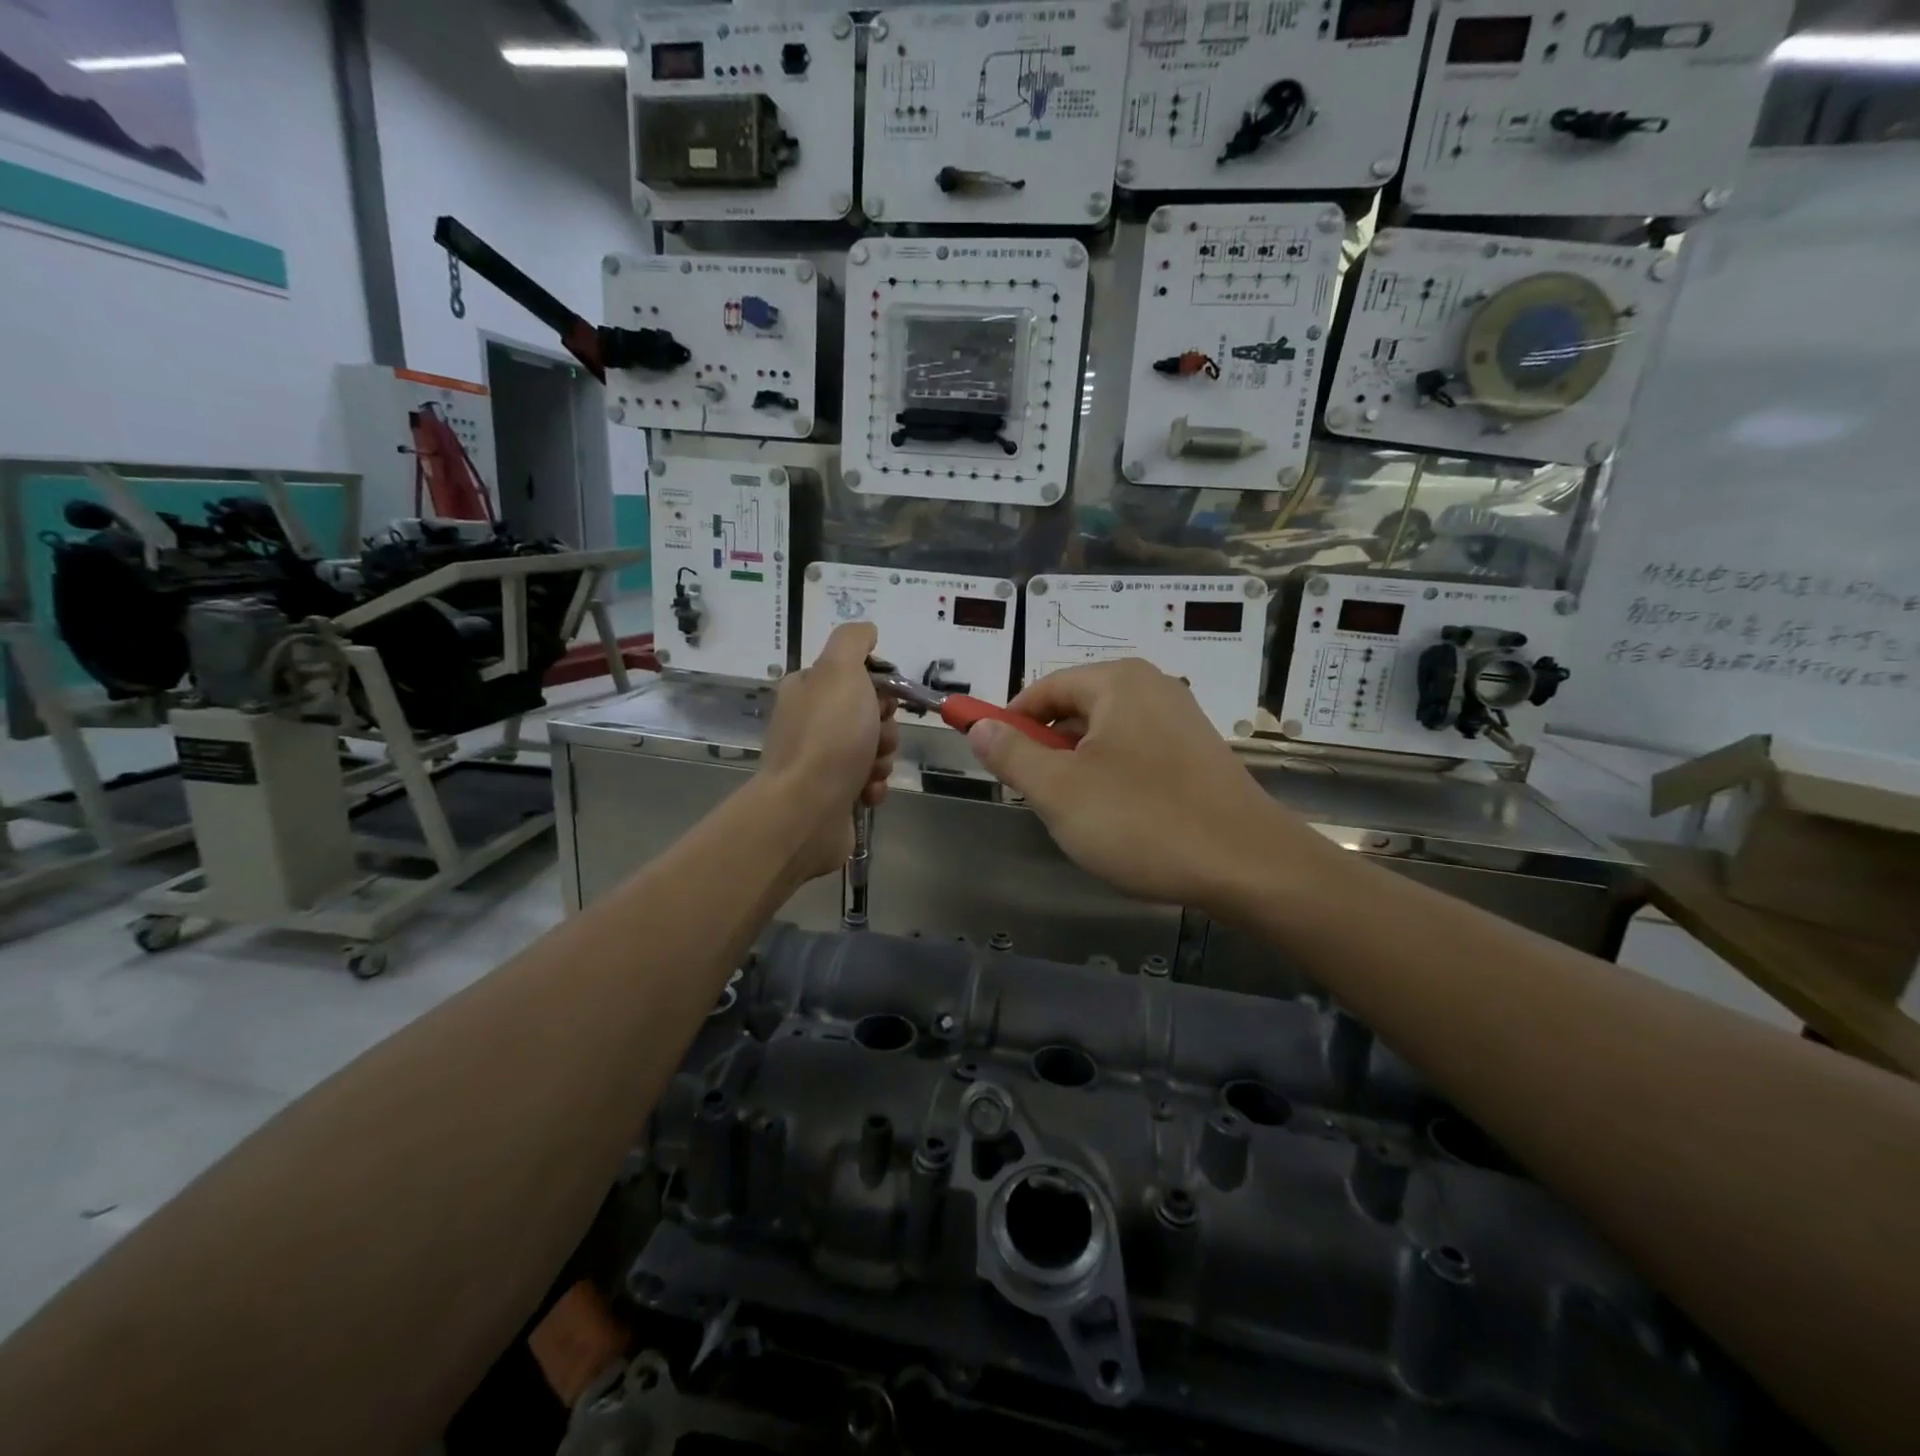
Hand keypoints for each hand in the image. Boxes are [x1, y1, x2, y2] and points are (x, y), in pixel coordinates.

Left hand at [759, 622, 897, 881]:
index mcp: (806, 689)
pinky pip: (867, 782)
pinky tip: (865, 793)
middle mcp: (808, 723)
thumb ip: (853, 641)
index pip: (854, 676)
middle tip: (875, 739)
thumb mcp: (840, 671)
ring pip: (872, 750)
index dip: (878, 686)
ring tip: (869, 771)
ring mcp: (818, 762)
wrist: (807, 810)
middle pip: (868, 714)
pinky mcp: (830, 795)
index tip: (883, 700)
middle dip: (883, 728)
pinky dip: (873, 786)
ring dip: (881, 759)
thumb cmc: (829, 736)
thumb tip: (867, 630)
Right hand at [965, 659, 1323, 916]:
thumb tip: (978, 727)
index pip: (1044, 689)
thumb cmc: (1143, 821)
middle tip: (1036, 796)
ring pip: (1106, 736)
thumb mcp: (1059, 790)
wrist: (1249, 865)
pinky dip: (1114, 778)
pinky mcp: (1199, 755)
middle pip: (1076, 709)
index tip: (992, 758)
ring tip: (1078, 815)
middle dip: (1047, 750)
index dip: (1009, 721)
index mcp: (1118, 682)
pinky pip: (1137, 754)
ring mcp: (1182, 721)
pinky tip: (1120, 820)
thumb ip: (1011, 754)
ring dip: (1079, 769)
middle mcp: (1153, 688)